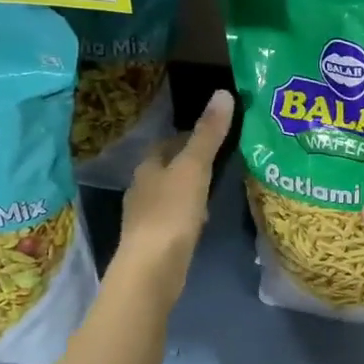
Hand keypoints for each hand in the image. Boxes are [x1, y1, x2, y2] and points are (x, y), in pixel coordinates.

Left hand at [115, 88, 232, 301]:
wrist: (152, 270)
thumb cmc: (171, 212)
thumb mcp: (195, 168)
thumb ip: (208, 134)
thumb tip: (223, 93)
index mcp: (147, 168)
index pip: (166, 144)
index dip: (187, 137)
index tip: (212, 134)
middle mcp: (141, 189)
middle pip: (166, 169)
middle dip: (188, 163)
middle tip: (220, 159)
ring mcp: (145, 218)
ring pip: (170, 194)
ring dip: (189, 189)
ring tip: (215, 188)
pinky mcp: (154, 243)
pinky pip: (173, 219)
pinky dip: (187, 214)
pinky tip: (203, 220)